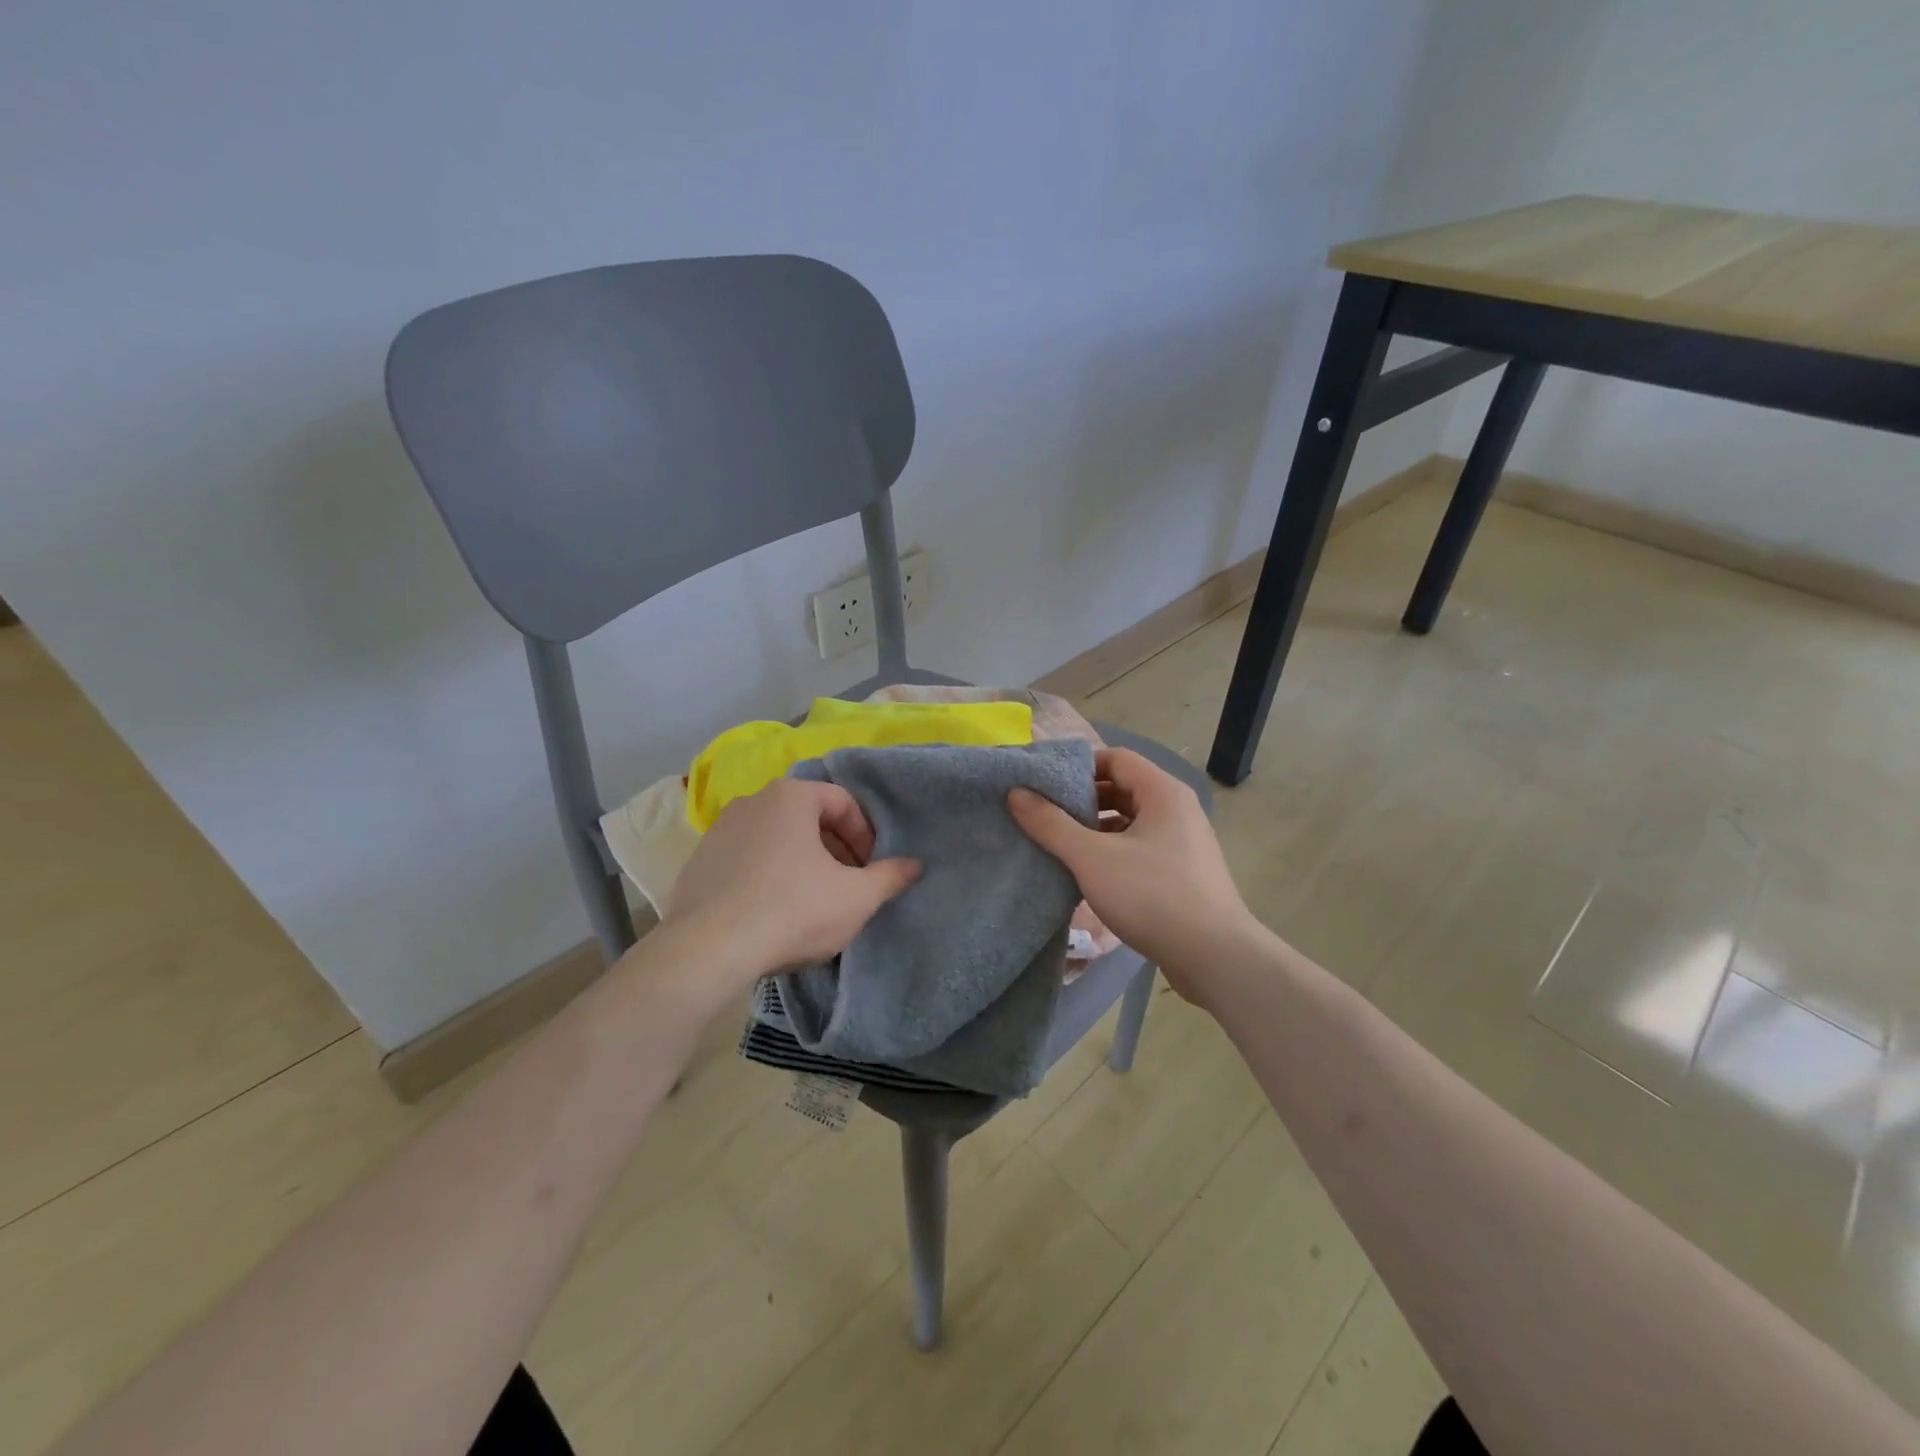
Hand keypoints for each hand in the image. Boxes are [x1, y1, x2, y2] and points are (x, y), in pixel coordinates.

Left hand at [661, 777, 919, 988]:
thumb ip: (890, 877)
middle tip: (848, 886)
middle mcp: (752, 801)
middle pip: (808, 818)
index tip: (870, 870)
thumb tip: (914, 865)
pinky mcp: (698, 863)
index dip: (865, 835)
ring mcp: (718, 831)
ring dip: (802, 863)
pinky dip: (767, 877)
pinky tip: (773, 914)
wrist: (708, 950)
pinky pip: (746, 861)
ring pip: (776, 839)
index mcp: (791, 796)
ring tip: (812, 902)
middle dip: (835, 849)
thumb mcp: (856, 897)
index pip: (843, 802)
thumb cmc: (793, 910)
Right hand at [1009, 747, 1257, 998]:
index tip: (1043, 783)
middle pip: (1123, 788)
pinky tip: (1086, 873)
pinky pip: (1139, 848)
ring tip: (1058, 843)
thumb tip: (1016, 793)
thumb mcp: (1092, 857)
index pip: (1115, 758)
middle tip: (1044, 813)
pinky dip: (1111, 852)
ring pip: (1130, 821)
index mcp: (1163, 792)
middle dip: (1082, 799)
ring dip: (1095, 828)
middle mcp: (1177, 809)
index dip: (1078, 765)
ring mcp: (1183, 843)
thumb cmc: (1153, 896)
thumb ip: (1051, 824)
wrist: (1214, 957)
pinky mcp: (1182, 873)